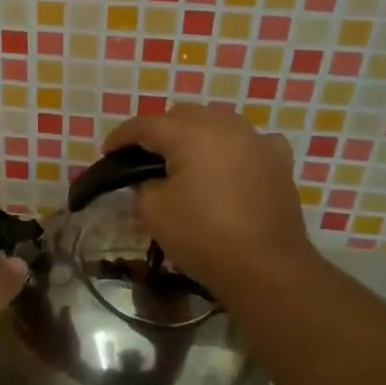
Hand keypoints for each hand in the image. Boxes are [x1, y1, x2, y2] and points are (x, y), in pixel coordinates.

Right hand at [104, 105, 313, 300]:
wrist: (266, 268)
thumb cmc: (203, 236)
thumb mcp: (154, 211)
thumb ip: (143, 184)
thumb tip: (150, 179)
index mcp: (191, 133)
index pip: (146, 125)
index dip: (121, 137)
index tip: (107, 151)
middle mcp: (226, 126)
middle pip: (182, 116)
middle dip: (159, 131)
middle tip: (142, 156)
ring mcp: (257, 141)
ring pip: (217, 124)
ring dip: (196, 135)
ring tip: (184, 159)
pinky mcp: (278, 162)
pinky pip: (250, 143)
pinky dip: (234, 148)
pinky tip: (230, 164)